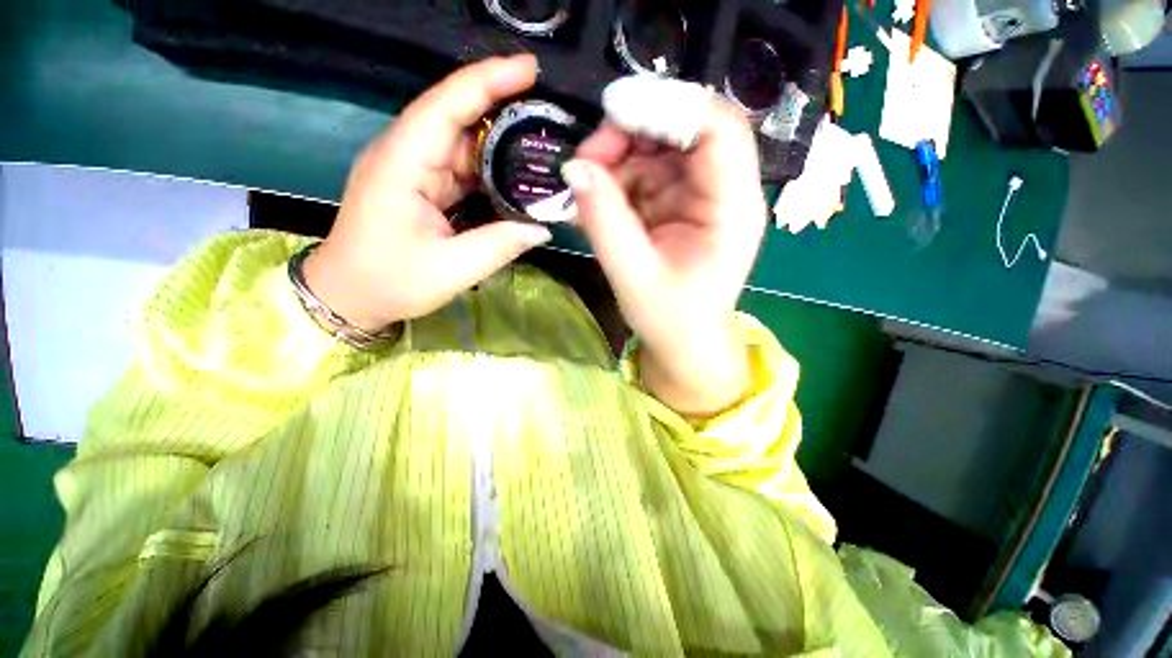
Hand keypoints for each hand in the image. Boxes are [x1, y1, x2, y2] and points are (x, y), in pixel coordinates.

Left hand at [304, 55, 550, 331]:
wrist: (349, 295)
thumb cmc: (390, 282)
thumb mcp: (450, 269)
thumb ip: (499, 245)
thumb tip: (542, 229)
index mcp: (401, 164)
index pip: (445, 106)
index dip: (487, 81)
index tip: (529, 69)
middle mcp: (405, 156)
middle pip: (457, 118)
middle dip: (502, 108)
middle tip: (548, 114)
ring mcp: (412, 170)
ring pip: (461, 144)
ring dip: (499, 143)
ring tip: (540, 144)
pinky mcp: (420, 187)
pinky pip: (460, 168)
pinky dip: (489, 169)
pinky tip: (514, 175)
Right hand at [563, 100, 767, 415]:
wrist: (683, 343)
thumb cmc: (669, 319)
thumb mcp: (633, 276)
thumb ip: (605, 222)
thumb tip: (575, 169)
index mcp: (732, 208)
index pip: (718, 129)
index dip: (669, 105)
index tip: (612, 111)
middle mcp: (724, 192)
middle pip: (685, 129)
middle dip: (631, 133)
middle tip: (585, 161)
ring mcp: (700, 196)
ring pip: (660, 148)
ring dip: (617, 159)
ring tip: (584, 189)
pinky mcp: (679, 205)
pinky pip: (647, 175)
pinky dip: (617, 182)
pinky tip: (596, 204)